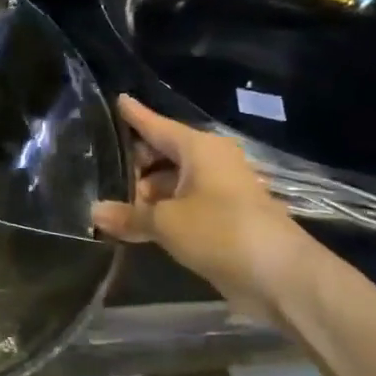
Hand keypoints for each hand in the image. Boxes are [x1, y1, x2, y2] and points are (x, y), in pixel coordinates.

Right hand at [91, 95, 319, 311]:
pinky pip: (184, 204)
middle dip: (134, 163)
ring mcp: (220, 190)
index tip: (118, 99)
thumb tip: (94, 213)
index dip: (135, 115)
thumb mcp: (166, 223)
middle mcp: (210, 161)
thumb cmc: (220, 231)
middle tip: (99, 170)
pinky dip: (163, 211)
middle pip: (163, 153)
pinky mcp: (224, 217)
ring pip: (173, 181)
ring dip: (147, 193)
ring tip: (112, 200)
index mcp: (198, 149)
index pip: (157, 125)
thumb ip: (129, 216)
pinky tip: (137, 222)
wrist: (281, 276)